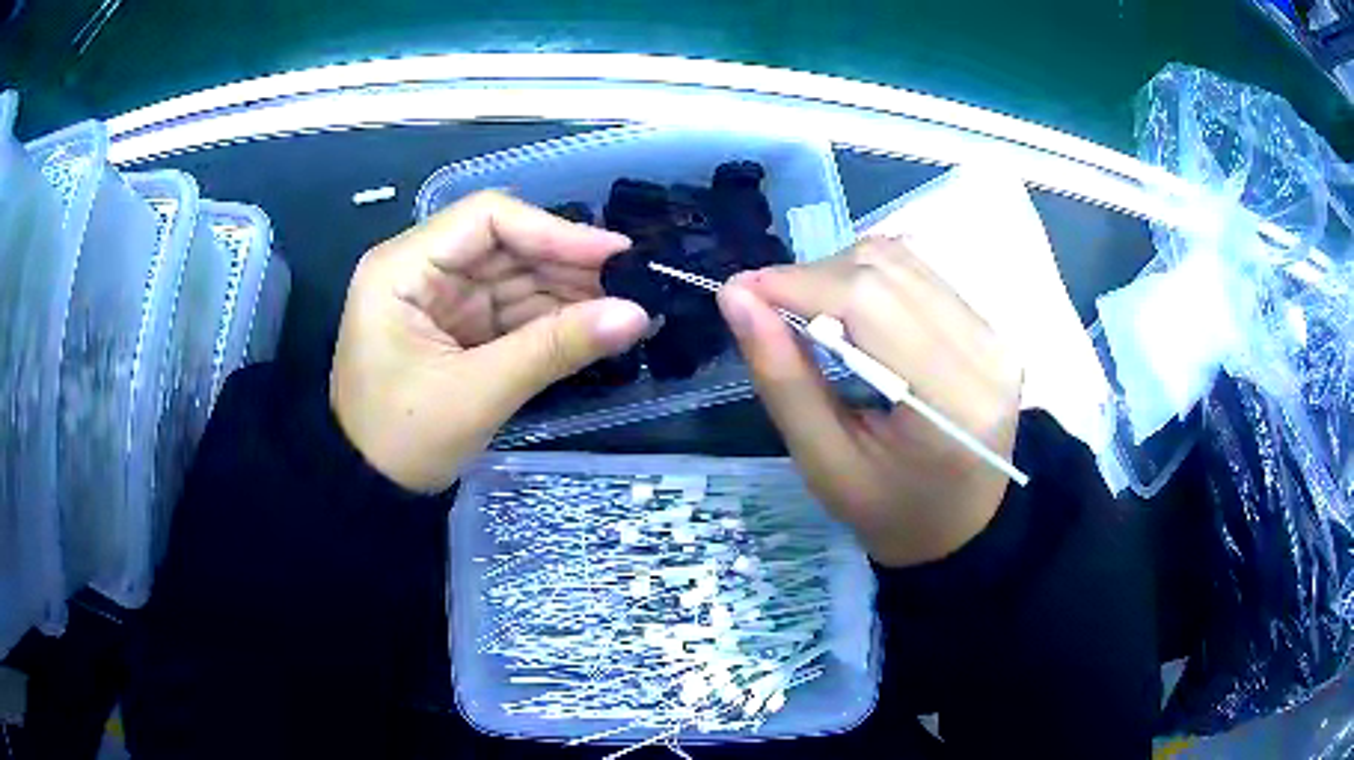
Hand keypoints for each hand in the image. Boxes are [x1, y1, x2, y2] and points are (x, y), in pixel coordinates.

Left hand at [330, 191, 649, 492]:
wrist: (368, 491)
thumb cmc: (403, 441)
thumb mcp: (478, 393)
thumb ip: (555, 348)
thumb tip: (637, 315)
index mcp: (402, 267)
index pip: (486, 219)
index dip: (554, 231)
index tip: (615, 255)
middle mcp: (419, 268)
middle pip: (504, 244)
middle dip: (566, 265)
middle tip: (631, 285)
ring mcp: (438, 298)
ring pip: (512, 276)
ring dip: (565, 292)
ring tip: (623, 307)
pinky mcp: (454, 327)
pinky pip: (509, 309)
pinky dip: (549, 318)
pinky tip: (591, 325)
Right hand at [717, 238, 1022, 566]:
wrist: (962, 524)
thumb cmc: (889, 511)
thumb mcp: (824, 464)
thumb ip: (782, 380)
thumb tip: (735, 298)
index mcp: (951, 404)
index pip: (870, 303)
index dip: (798, 283)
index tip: (739, 292)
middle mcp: (986, 352)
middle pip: (885, 270)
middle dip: (813, 278)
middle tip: (771, 311)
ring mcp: (995, 333)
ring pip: (902, 258)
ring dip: (840, 272)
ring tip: (811, 314)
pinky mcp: (991, 324)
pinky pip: (920, 271)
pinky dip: (871, 278)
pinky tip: (854, 314)